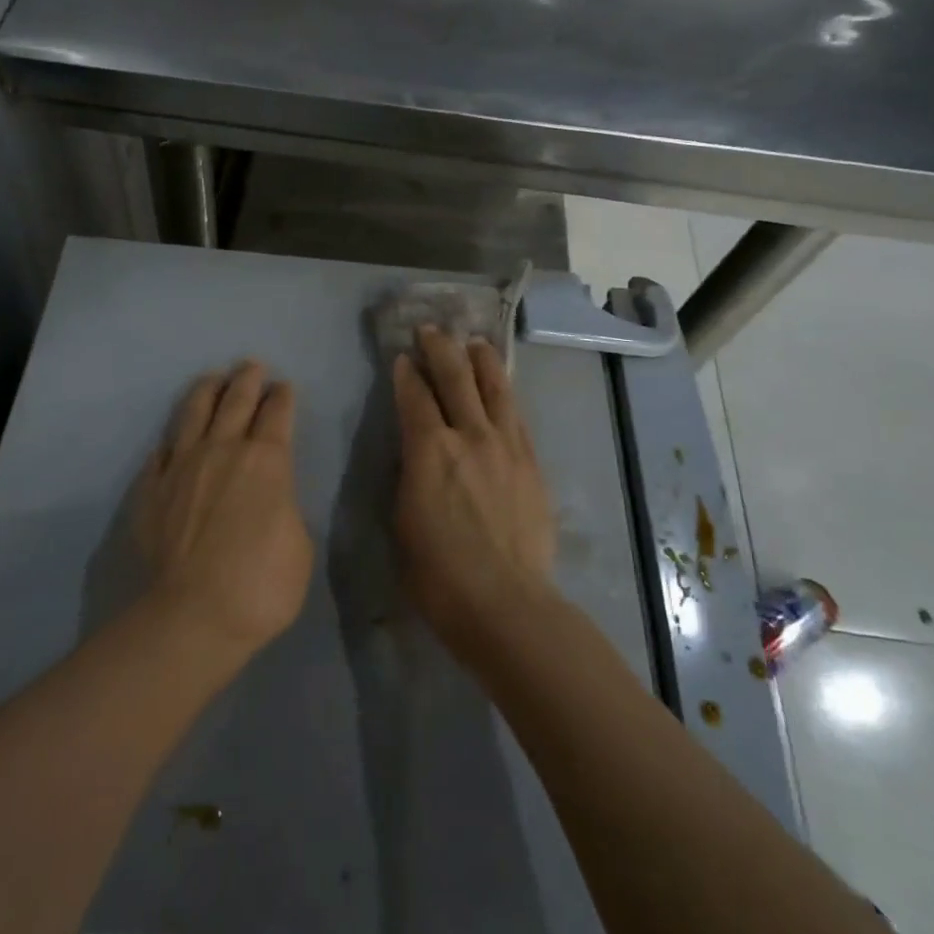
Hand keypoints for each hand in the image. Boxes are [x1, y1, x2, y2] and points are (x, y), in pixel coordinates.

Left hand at [136, 361, 313, 657]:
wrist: (191, 616)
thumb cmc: (260, 585)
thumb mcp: (299, 546)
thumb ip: (285, 508)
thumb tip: (271, 496)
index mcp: (267, 461)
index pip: (277, 414)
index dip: (282, 397)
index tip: (284, 387)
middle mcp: (223, 450)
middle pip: (236, 401)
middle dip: (247, 380)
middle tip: (251, 365)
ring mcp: (182, 465)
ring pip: (194, 413)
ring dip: (207, 391)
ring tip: (212, 378)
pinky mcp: (151, 488)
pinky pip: (160, 452)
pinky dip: (170, 441)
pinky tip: (170, 439)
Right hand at [392, 327, 557, 653]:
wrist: (505, 603)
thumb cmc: (437, 573)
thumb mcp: (402, 519)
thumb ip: (410, 474)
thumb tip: (416, 453)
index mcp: (428, 449)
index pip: (415, 395)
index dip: (406, 372)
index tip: (402, 357)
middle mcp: (469, 435)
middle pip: (455, 377)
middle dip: (440, 348)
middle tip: (431, 330)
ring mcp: (506, 445)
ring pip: (494, 387)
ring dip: (481, 360)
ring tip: (474, 342)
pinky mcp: (531, 462)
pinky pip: (516, 415)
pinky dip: (505, 393)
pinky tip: (501, 387)